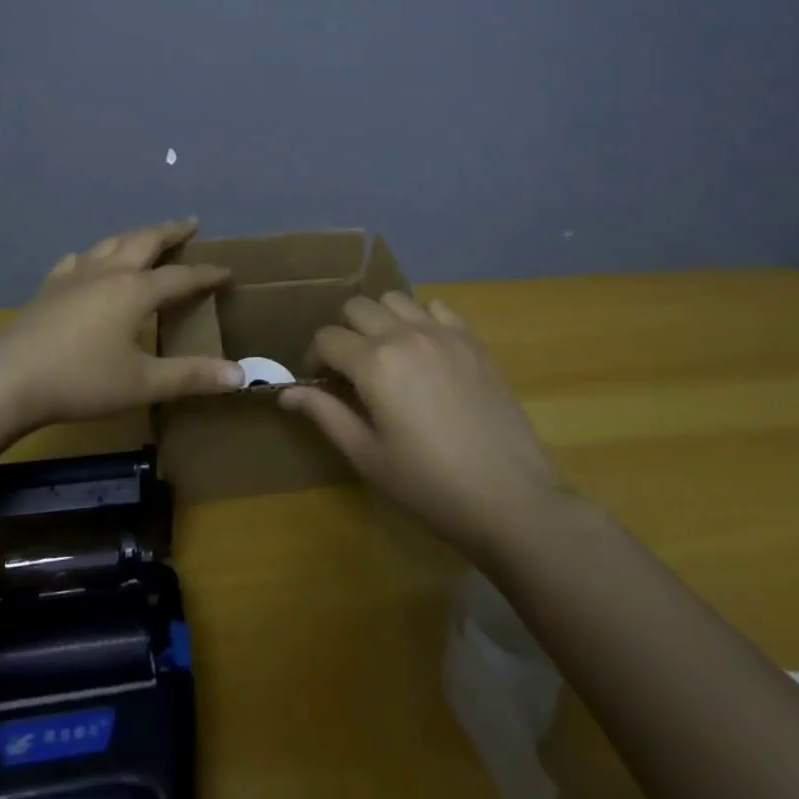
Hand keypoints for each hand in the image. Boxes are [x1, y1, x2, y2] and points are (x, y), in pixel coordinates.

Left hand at [0, 219, 241, 430]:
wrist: (9, 378)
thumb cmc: (82, 380)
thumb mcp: (143, 383)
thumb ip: (191, 376)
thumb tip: (240, 375)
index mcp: (135, 290)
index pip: (181, 277)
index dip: (206, 274)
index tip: (227, 270)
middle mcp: (109, 273)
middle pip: (145, 241)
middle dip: (170, 231)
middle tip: (190, 224)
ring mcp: (75, 276)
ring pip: (111, 243)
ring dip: (134, 236)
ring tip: (146, 237)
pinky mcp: (50, 287)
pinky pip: (78, 260)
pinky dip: (93, 255)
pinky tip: (87, 261)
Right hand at [280, 292, 560, 564]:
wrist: (511, 500)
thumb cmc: (430, 486)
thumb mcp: (368, 456)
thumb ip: (325, 414)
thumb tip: (286, 393)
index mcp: (374, 363)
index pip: (327, 338)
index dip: (314, 359)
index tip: (319, 383)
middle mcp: (404, 334)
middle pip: (357, 307)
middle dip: (344, 332)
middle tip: (350, 370)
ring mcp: (443, 333)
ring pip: (395, 299)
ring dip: (381, 319)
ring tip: (387, 354)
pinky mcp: (472, 341)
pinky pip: (437, 307)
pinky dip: (421, 318)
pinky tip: (425, 351)